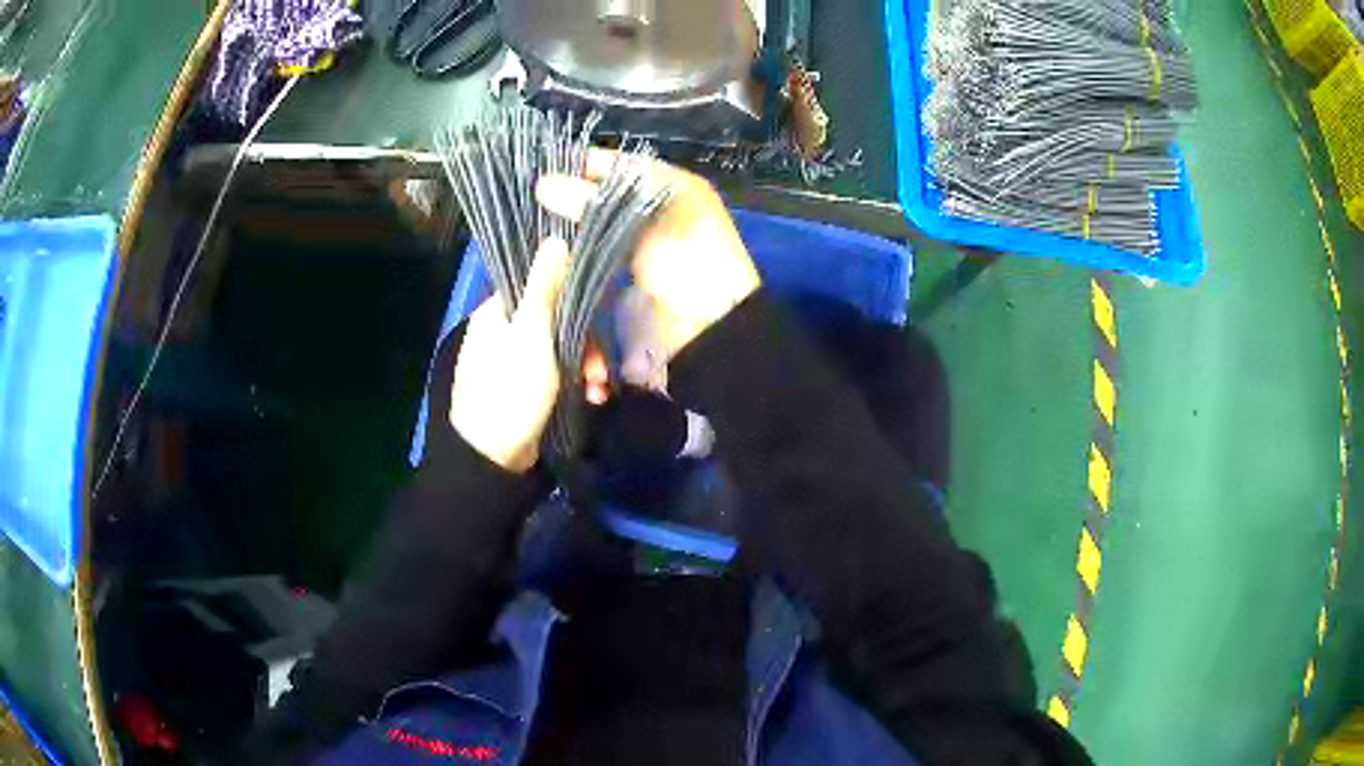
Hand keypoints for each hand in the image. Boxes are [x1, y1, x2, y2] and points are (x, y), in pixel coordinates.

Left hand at [450, 238, 600, 472]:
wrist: (492, 457)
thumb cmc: (510, 389)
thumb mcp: (531, 334)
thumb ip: (545, 287)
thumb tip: (556, 239)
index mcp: (497, 312)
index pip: (539, 285)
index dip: (571, 296)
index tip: (596, 313)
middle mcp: (503, 331)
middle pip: (555, 319)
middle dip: (585, 342)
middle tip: (599, 367)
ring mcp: (513, 361)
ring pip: (560, 348)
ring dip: (585, 365)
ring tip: (598, 388)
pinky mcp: (524, 388)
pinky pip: (556, 373)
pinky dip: (575, 383)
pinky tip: (590, 398)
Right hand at [536, 150, 760, 360]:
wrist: (711, 328)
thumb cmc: (690, 261)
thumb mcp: (646, 223)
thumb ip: (594, 203)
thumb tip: (543, 185)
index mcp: (673, 187)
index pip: (623, 165)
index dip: (587, 164)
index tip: (546, 168)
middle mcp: (656, 211)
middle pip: (607, 195)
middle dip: (572, 196)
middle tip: (532, 197)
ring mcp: (641, 246)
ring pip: (598, 225)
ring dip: (572, 226)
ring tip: (534, 221)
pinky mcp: (627, 277)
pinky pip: (595, 256)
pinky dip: (577, 254)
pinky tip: (551, 251)